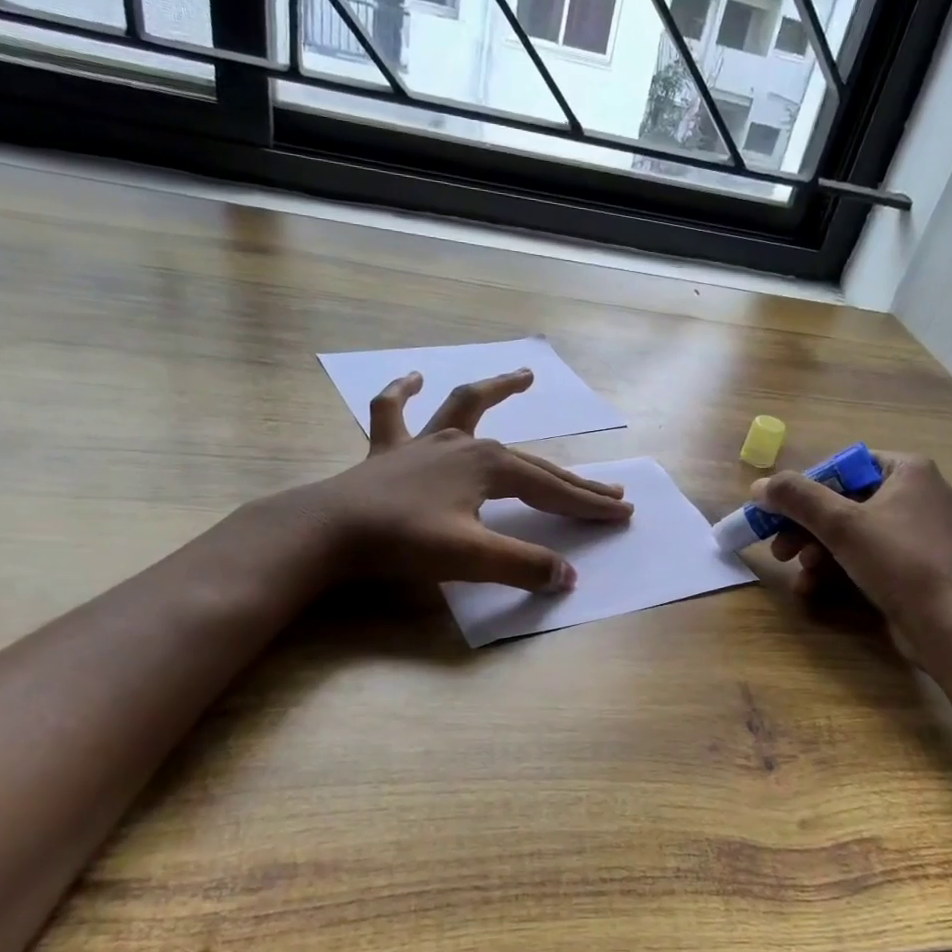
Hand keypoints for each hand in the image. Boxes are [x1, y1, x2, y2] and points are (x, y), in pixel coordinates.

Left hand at [299, 368, 632, 590]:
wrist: (328, 531)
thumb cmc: (403, 542)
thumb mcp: (472, 558)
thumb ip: (523, 566)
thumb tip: (568, 577)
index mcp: (489, 466)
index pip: (552, 489)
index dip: (589, 504)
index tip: (623, 512)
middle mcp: (464, 444)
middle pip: (531, 461)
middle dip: (571, 479)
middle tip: (610, 489)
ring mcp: (425, 442)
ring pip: (467, 407)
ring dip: (497, 390)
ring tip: (525, 375)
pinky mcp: (388, 450)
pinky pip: (393, 412)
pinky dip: (402, 392)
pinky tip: (413, 377)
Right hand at [756, 452, 951, 630]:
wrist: (951, 626)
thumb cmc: (899, 561)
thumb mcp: (842, 524)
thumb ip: (797, 498)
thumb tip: (759, 486)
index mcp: (908, 471)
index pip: (843, 466)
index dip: (806, 488)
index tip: (777, 512)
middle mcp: (917, 495)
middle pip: (843, 502)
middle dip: (805, 528)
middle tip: (778, 550)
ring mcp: (918, 534)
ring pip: (852, 534)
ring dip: (817, 553)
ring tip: (798, 574)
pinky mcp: (914, 567)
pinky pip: (867, 558)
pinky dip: (838, 570)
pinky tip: (814, 589)